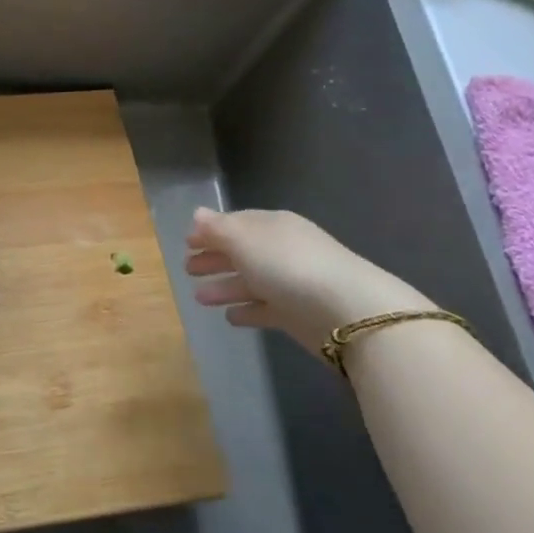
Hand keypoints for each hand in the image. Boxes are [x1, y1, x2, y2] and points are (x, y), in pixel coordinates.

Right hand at [185, 207, 428, 348]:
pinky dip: (247, 311)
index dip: (210, 232)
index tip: (186, 242)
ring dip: (224, 287)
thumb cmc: (288, 265)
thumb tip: (197, 214)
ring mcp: (291, 284)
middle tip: (187, 269)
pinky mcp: (298, 316)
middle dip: (214, 258)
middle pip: (241, 252)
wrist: (347, 312)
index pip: (236, 223)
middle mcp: (282, 250)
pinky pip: (265, 309)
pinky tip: (230, 317)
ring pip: (250, 282)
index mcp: (272, 225)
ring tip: (199, 298)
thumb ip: (217, 229)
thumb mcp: (244, 240)